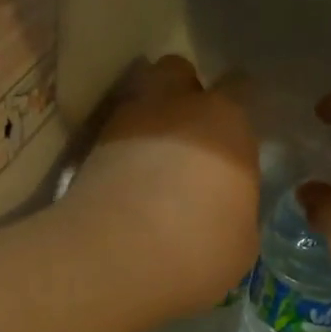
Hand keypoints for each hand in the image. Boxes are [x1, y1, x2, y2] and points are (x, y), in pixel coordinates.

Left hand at [61, 56, 259, 320]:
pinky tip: (127, 183)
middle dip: (184, 93)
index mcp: (224, 122)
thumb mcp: (241, 240)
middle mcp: (174, 108)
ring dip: (149, 119)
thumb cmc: (197, 249)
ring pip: (139, 99)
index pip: (241, 86)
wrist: (113, 261)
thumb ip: (236, 206)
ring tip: (153, 159)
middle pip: (178, 71)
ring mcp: (125, 123)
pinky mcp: (89, 150)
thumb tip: (225, 205)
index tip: (239, 131)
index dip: (241, 104)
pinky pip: (113, 136)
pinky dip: (122, 151)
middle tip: (190, 133)